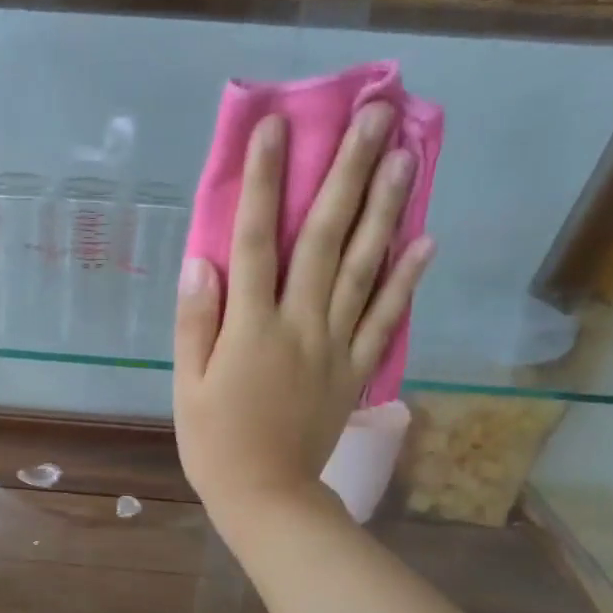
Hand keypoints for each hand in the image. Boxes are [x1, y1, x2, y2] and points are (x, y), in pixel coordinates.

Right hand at [173, 104, 431, 531]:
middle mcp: (299, 325)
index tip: (276, 128)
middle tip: (373, 116)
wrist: (266, 496)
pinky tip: (425, 240)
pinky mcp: (355, 370)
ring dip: (384, 210)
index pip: (255, 242)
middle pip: (325, 240)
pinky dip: (407, 280)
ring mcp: (335, 346)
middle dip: (346, 174)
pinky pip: (386, 319)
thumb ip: (195, 322)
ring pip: (364, 269)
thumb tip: (201, 260)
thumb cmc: (214, 442)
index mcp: (251, 328)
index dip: (263, 183)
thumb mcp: (187, 386)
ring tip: (404, 156)